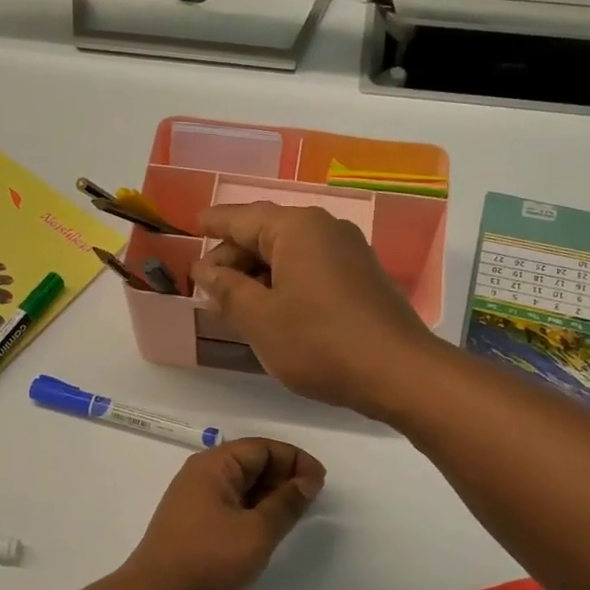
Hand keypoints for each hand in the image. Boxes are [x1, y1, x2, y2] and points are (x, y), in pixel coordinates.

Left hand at [119, 438, 325, 589]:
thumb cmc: (208, 558)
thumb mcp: (257, 531)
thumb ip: (287, 503)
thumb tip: (308, 480)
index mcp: (214, 465)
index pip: (262, 448)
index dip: (295, 460)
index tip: (320, 483)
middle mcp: (202, 476)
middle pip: (251, 463)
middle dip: (284, 477)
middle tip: (311, 502)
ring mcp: (195, 501)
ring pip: (242, 487)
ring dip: (270, 497)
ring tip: (295, 518)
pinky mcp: (194, 525)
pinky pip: (231, 507)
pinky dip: (254, 513)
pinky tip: (269, 532)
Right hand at [190, 203, 441, 416]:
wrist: (397, 372)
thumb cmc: (319, 342)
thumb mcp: (260, 319)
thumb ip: (227, 290)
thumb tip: (204, 270)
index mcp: (296, 228)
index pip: (242, 218)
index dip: (214, 223)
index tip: (192, 225)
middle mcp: (325, 229)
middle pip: (266, 234)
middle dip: (233, 257)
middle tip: (206, 285)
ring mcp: (348, 253)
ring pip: (289, 254)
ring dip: (258, 274)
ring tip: (232, 302)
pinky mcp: (361, 278)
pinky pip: (310, 269)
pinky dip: (284, 283)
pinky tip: (271, 310)